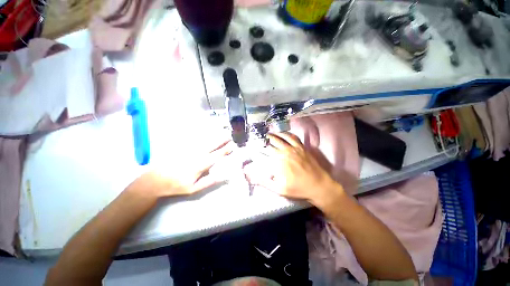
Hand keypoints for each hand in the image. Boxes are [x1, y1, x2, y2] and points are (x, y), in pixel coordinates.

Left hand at [126, 140, 233, 198]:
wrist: (155, 180)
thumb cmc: (176, 185)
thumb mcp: (194, 189)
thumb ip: (209, 181)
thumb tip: (223, 176)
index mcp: (201, 164)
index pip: (216, 155)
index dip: (225, 150)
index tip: (232, 145)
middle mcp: (196, 154)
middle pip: (212, 145)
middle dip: (221, 140)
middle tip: (229, 135)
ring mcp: (189, 149)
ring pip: (204, 141)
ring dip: (214, 137)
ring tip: (221, 133)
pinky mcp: (182, 147)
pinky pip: (195, 140)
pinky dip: (203, 137)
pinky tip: (207, 135)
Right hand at [244, 133, 342, 206]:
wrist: (318, 185)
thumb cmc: (298, 188)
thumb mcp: (279, 189)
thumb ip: (264, 182)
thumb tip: (250, 177)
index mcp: (278, 162)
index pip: (265, 152)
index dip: (258, 148)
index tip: (253, 147)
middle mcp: (285, 152)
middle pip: (272, 142)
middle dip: (264, 140)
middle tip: (259, 138)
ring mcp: (294, 148)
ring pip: (281, 137)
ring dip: (273, 135)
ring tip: (268, 134)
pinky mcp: (301, 147)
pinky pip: (293, 137)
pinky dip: (286, 134)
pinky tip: (283, 133)